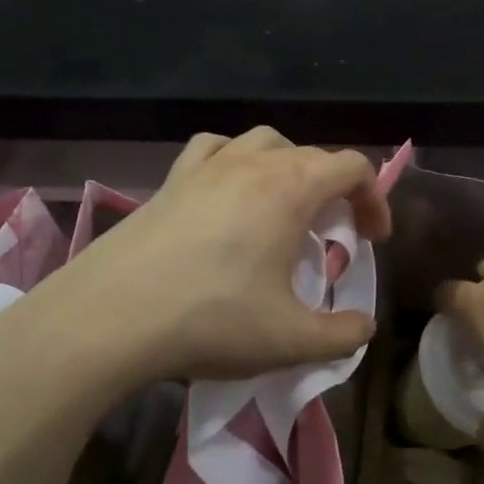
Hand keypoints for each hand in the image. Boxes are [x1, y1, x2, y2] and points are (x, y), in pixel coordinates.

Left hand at [0, 129, 391, 393]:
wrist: (108, 319)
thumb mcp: (291, 340)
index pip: (352, 167)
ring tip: (285, 208)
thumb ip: (342, 336)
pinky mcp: (168, 182)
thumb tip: (364, 328)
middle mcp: (251, 163)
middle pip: (312, 155)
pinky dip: (236, 162)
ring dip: (288, 168)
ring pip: (263, 142)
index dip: (375, 199)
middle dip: (336, 190)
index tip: (373, 239)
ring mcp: (204, 167)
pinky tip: (229, 195)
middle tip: (334, 235)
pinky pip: (214, 151)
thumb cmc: (211, 320)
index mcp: (290, 188)